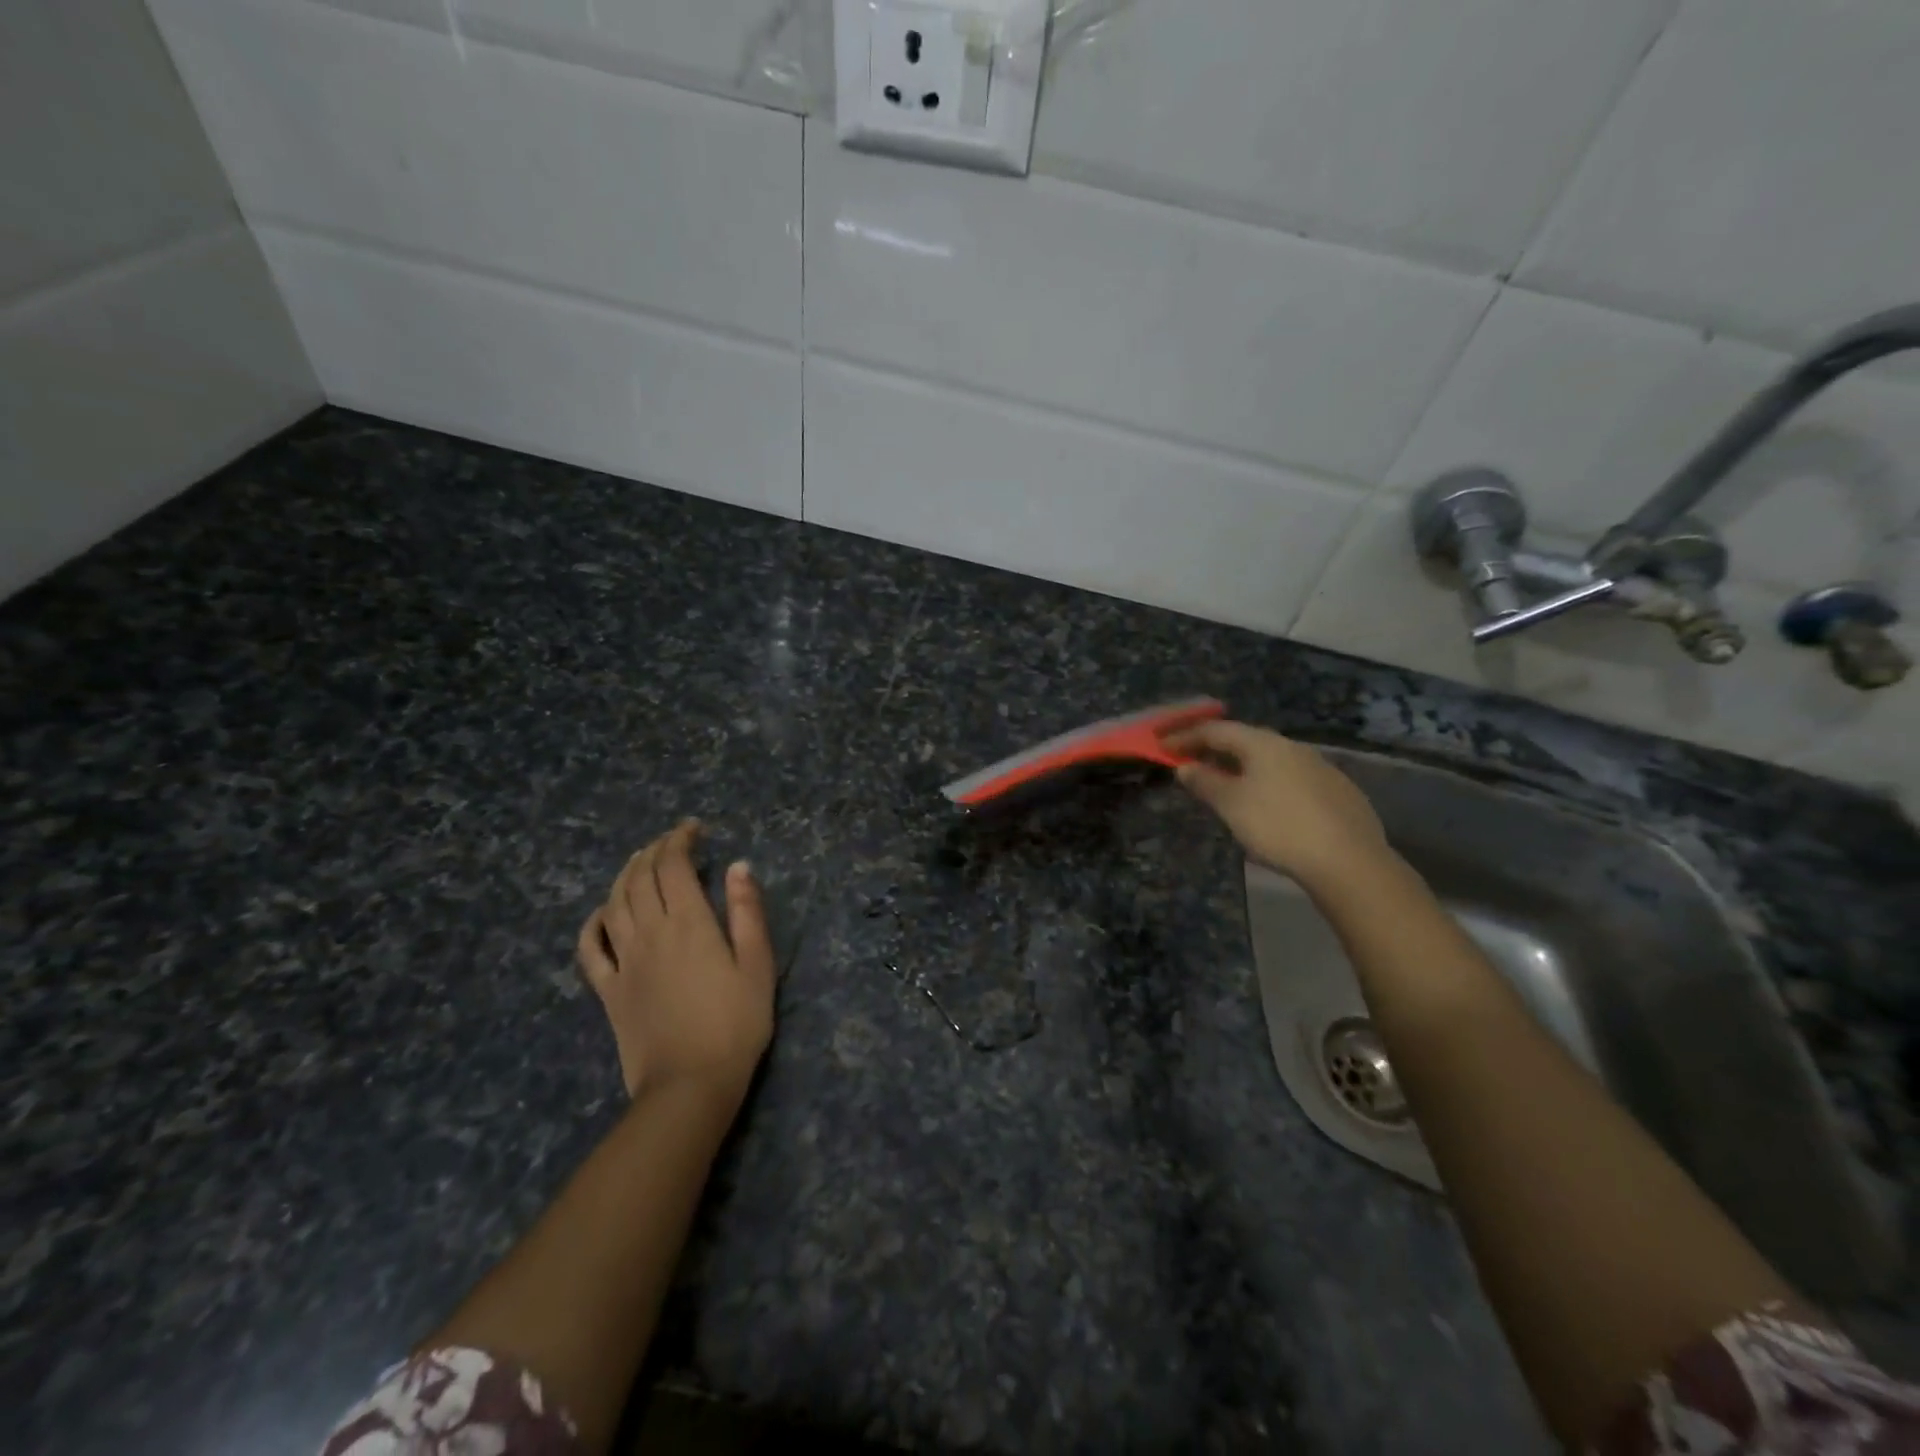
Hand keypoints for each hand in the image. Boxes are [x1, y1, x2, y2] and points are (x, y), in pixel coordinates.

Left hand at [577, 821, 774, 1100]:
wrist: (689, 1085)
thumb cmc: (735, 1024)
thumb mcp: (758, 965)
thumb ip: (747, 912)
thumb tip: (739, 866)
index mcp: (688, 923)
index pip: (674, 866)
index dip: (680, 840)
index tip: (694, 829)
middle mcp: (650, 933)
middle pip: (640, 878)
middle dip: (654, 851)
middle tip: (671, 841)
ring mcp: (624, 962)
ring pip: (614, 903)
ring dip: (625, 875)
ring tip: (640, 862)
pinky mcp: (608, 991)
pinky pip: (590, 948)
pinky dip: (593, 922)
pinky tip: (603, 913)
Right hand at [1165, 720, 1390, 891]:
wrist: (1348, 860)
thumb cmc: (1278, 826)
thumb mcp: (1231, 805)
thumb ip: (1205, 782)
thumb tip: (1185, 767)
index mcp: (1264, 744)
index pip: (1217, 730)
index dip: (1186, 736)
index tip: (1162, 745)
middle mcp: (1293, 747)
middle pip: (1246, 741)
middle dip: (1215, 750)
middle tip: (1192, 762)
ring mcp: (1320, 768)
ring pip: (1271, 760)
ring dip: (1243, 767)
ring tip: (1227, 784)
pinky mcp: (1339, 792)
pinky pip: (1291, 778)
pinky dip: (1269, 783)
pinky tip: (1268, 804)